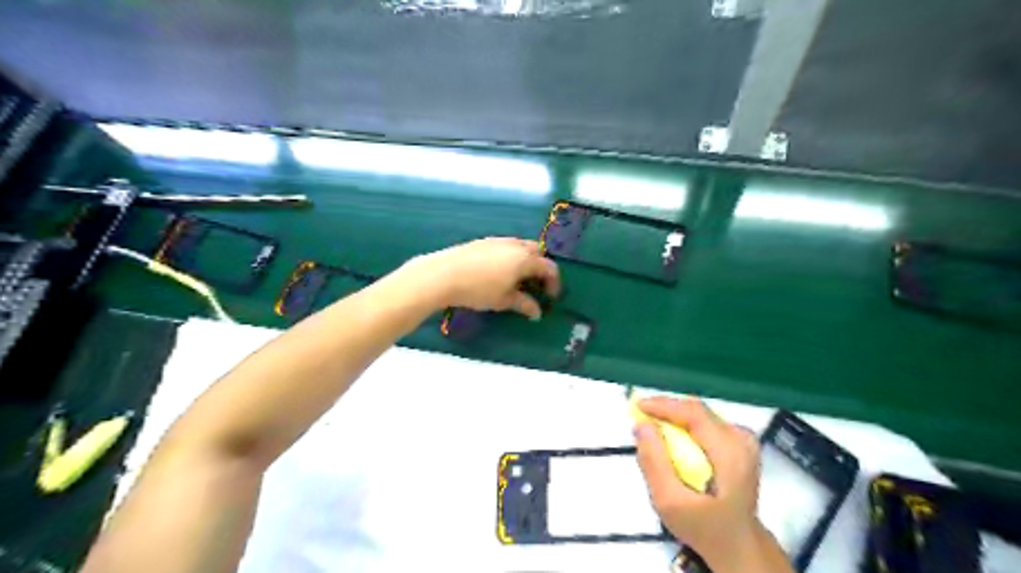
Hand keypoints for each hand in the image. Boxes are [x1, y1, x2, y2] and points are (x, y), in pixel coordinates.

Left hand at [403, 236, 555, 316]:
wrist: (443, 274)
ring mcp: (499, 241)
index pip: (549, 268)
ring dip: (526, 262)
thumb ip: (524, 304)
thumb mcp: (504, 300)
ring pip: (521, 247)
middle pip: (538, 252)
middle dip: (541, 268)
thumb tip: (537, 312)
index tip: (551, 297)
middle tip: (536, 285)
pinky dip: (511, 258)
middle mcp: (516, 245)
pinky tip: (499, 273)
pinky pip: (506, 247)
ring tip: (518, 280)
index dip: (554, 283)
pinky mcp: (484, 242)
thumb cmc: (478, 290)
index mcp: (525, 259)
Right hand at [636, 399, 769, 572]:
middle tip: (641, 423)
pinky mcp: (739, 441)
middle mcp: (741, 438)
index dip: (663, 405)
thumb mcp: (670, 502)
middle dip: (665, 412)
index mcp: (730, 453)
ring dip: (673, 420)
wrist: (738, 544)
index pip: (694, 413)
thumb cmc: (704, 527)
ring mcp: (742, 438)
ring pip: (698, 415)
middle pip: (695, 411)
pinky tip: (673, 445)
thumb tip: (642, 425)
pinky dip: (683, 429)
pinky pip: (703, 423)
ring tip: (655, 437)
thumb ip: (654, 462)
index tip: (637, 406)